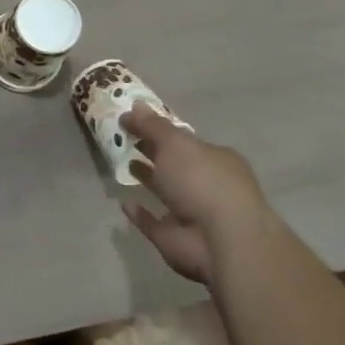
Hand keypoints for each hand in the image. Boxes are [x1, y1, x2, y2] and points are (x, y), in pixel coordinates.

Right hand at [120, 106, 274, 284]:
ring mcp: (192, 213)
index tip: (132, 123)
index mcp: (215, 159)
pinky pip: (153, 222)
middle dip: (153, 152)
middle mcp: (207, 184)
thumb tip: (134, 106)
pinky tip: (125, 203)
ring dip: (147, 178)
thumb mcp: (175, 143)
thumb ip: (152, 125)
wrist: (220, 239)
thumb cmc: (202, 180)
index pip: (185, 141)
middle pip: (176, 164)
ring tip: (123, 164)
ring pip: (166, 191)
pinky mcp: (176, 237)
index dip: (160, 131)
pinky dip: (140, 214)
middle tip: (123, 139)